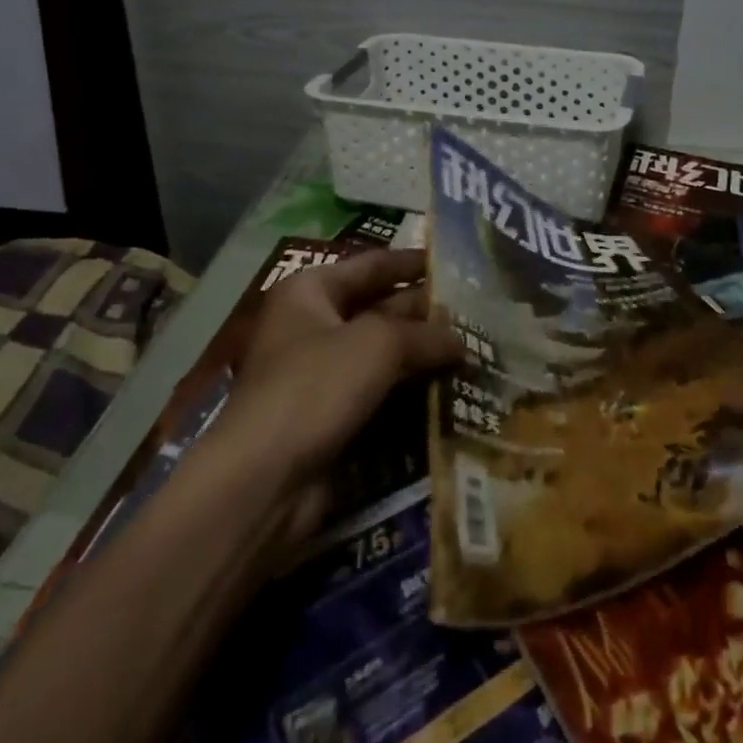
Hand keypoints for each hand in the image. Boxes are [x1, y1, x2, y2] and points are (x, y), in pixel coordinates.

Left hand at [208, 248, 461, 549]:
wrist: (264, 480)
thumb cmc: (315, 386)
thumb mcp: (377, 344)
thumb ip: (424, 334)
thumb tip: (460, 341)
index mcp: (311, 291)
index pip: (372, 264)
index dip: (413, 262)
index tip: (456, 263)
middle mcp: (313, 325)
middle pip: (379, 308)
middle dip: (425, 312)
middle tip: (478, 312)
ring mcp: (320, 373)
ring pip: (382, 354)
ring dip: (422, 354)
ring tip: (475, 349)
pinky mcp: (331, 416)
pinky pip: (379, 392)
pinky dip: (410, 390)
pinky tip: (450, 389)